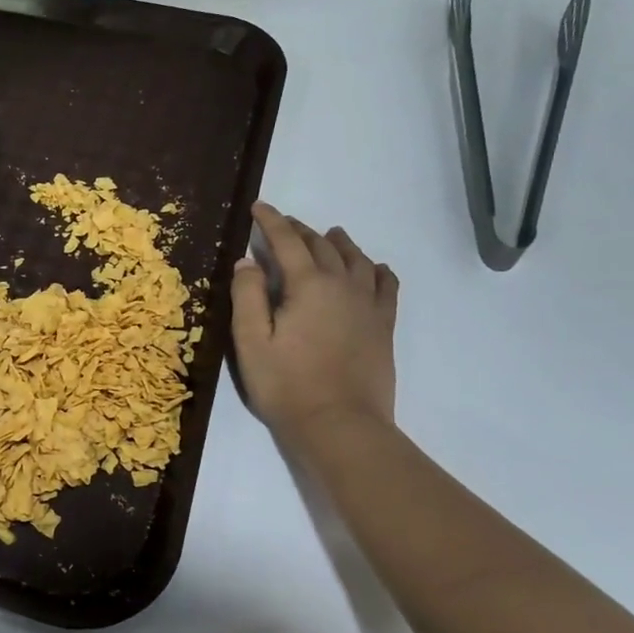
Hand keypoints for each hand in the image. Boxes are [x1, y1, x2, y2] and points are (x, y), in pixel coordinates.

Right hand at [231, 202, 398, 436]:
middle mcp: (342, 285)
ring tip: (330, 234)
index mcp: (308, 285)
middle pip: (322, 245)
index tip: (259, 207)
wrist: (340, 425)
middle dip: (300, 230)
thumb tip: (248, 260)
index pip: (287, 241)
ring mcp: (368, 305)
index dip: (271, 221)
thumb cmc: (286, 384)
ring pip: (357, 259)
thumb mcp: (251, 341)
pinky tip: (375, 268)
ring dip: (339, 243)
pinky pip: (386, 286)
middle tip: (283, 223)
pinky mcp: (383, 326)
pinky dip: (377, 270)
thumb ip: (248, 295)